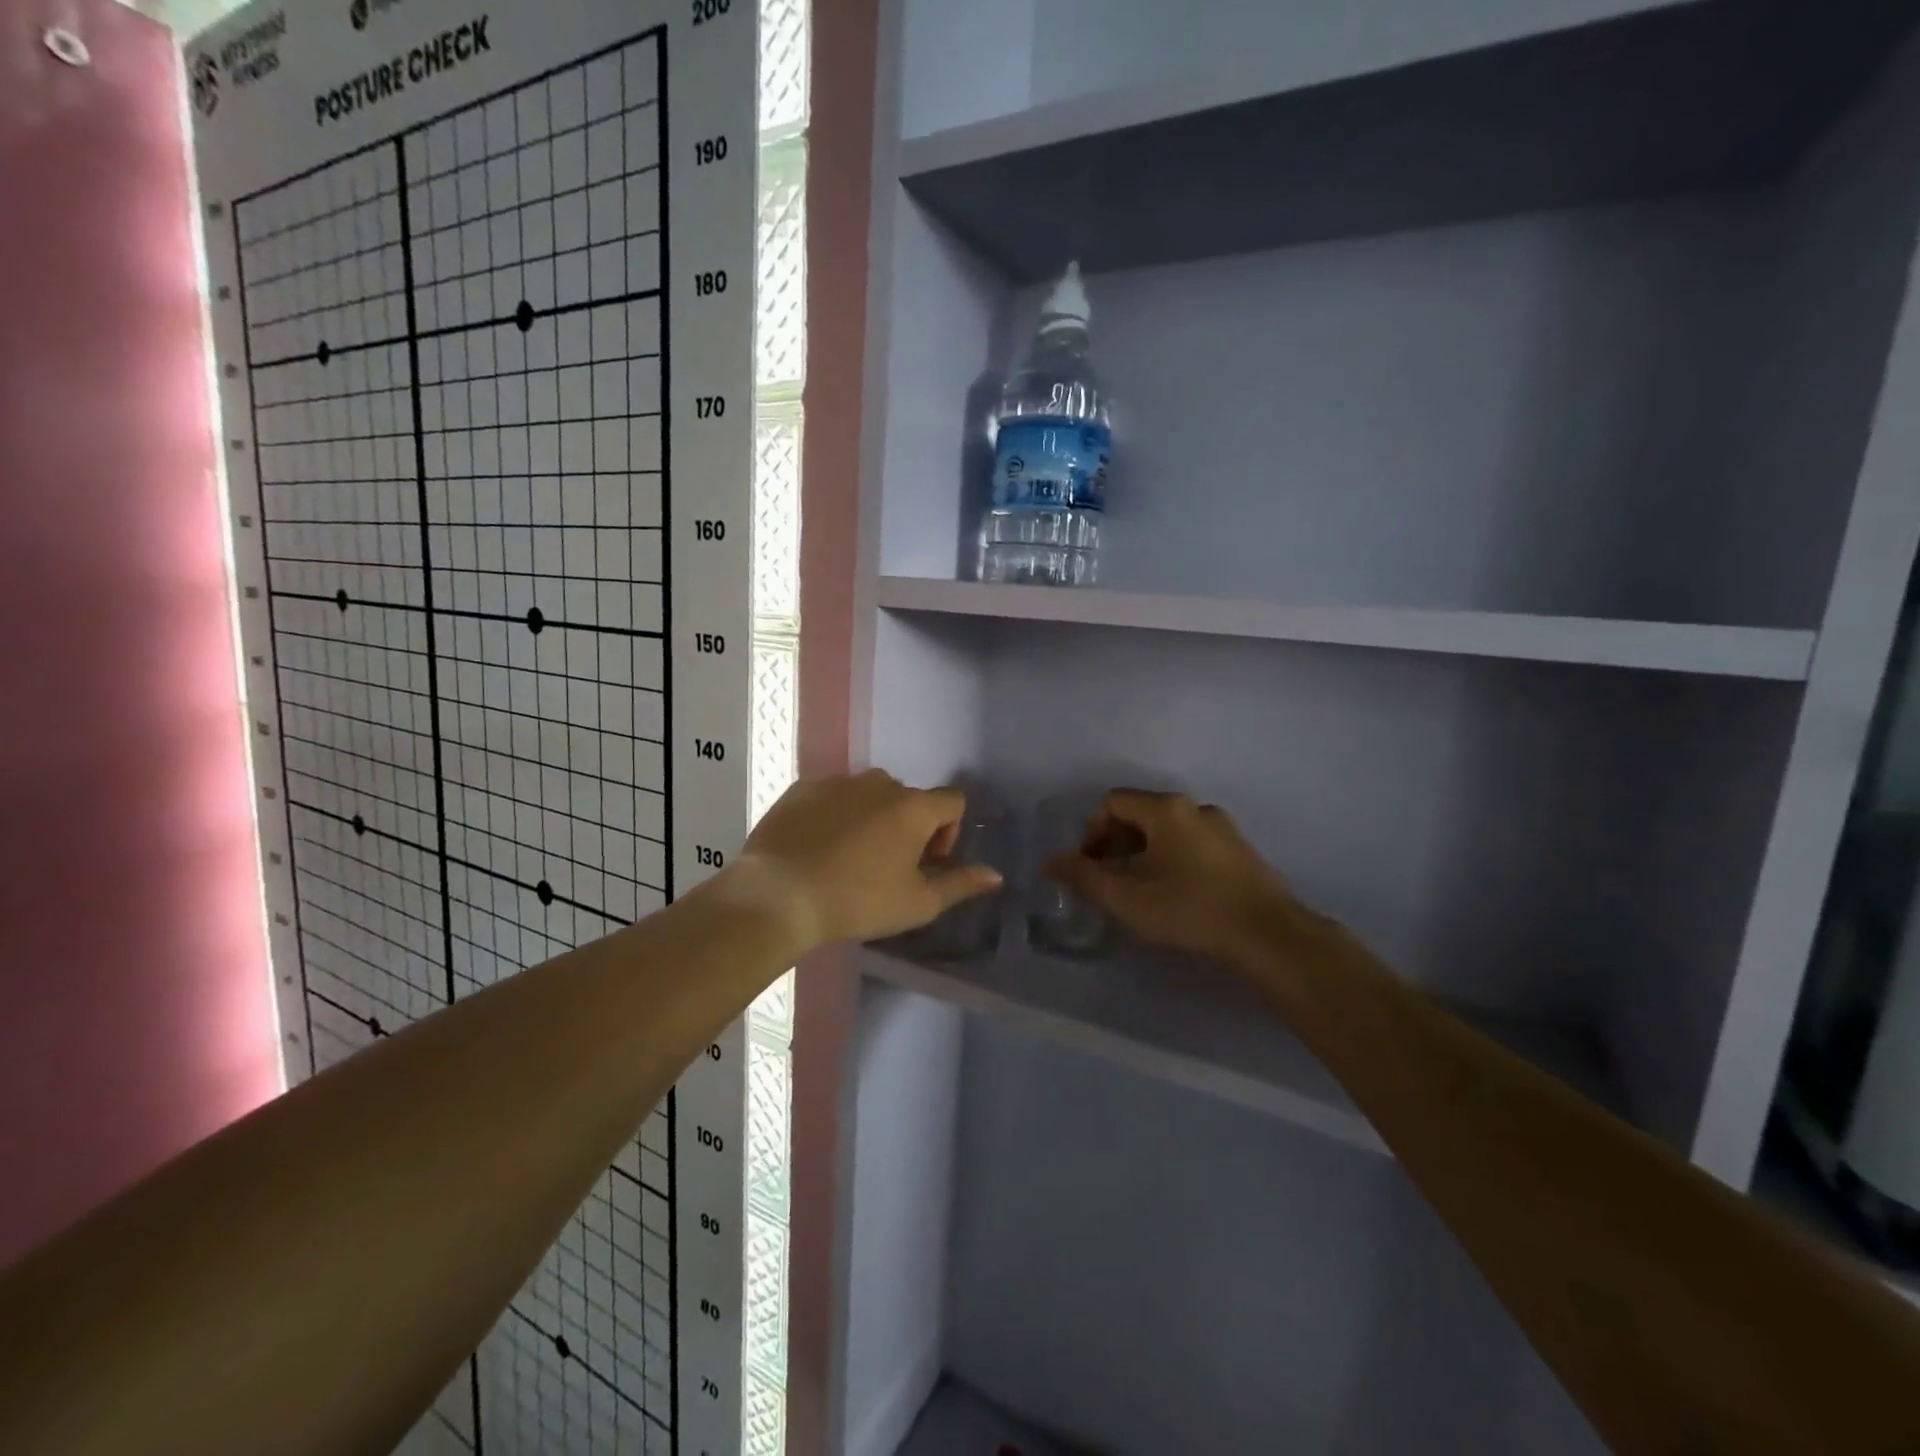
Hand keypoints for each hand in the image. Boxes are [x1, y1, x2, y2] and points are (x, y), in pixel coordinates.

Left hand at [737, 770, 1002, 951]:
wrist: (779, 895)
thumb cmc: (858, 901)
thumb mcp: (917, 903)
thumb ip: (960, 885)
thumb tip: (996, 875)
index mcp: (914, 807)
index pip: (953, 802)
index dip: (949, 832)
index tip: (926, 863)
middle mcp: (879, 783)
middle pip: (909, 799)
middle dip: (908, 827)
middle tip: (888, 866)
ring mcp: (837, 782)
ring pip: (869, 795)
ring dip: (872, 818)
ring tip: (850, 858)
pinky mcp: (802, 789)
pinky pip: (832, 797)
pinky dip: (834, 816)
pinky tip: (817, 849)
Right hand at [1045, 790, 1310, 967]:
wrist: (1270, 935)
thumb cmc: (1190, 910)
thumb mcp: (1127, 898)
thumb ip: (1084, 877)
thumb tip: (1050, 861)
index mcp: (1166, 809)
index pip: (1113, 802)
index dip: (1092, 831)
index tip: (1089, 865)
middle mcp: (1195, 808)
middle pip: (1140, 813)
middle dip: (1116, 842)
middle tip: (1108, 879)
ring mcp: (1222, 828)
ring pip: (1168, 829)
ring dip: (1143, 851)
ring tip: (1139, 889)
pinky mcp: (1240, 851)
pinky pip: (1192, 842)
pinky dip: (1171, 858)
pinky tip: (1175, 894)